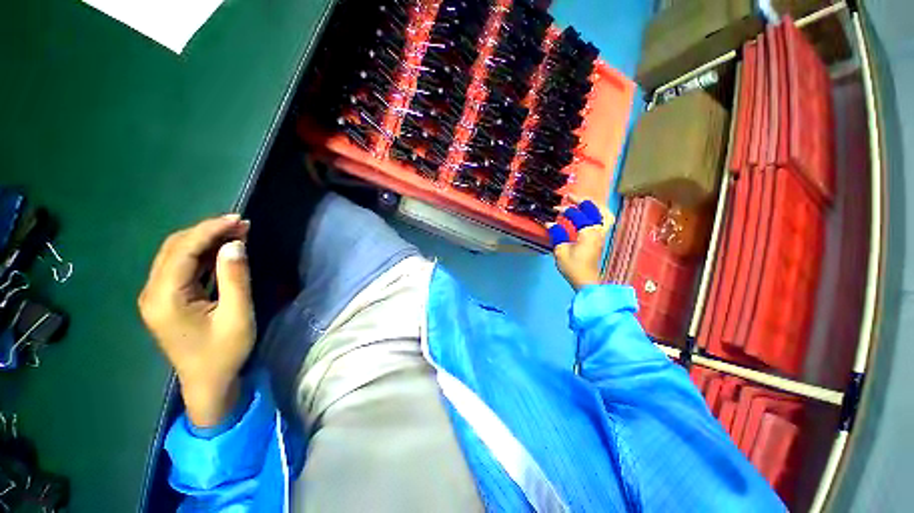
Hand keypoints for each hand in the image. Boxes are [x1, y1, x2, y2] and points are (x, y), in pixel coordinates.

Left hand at [138, 215, 253, 427]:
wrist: (208, 383)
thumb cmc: (224, 353)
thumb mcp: (236, 315)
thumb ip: (234, 278)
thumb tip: (235, 244)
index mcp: (164, 298)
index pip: (183, 251)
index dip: (209, 230)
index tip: (238, 219)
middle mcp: (152, 292)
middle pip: (175, 248)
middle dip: (207, 231)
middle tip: (241, 224)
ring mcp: (157, 296)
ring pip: (177, 255)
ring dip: (206, 241)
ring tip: (237, 232)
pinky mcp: (166, 299)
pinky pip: (182, 268)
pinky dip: (203, 254)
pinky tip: (223, 251)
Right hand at [549, 198, 613, 290]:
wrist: (586, 282)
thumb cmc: (573, 267)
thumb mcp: (560, 251)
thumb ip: (557, 234)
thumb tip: (549, 224)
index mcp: (589, 232)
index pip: (578, 215)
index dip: (565, 210)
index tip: (554, 210)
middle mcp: (598, 231)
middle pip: (596, 209)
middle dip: (583, 201)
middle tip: (570, 197)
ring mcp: (602, 235)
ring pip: (605, 214)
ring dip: (594, 206)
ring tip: (583, 203)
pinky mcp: (601, 240)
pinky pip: (604, 221)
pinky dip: (597, 214)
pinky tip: (588, 216)